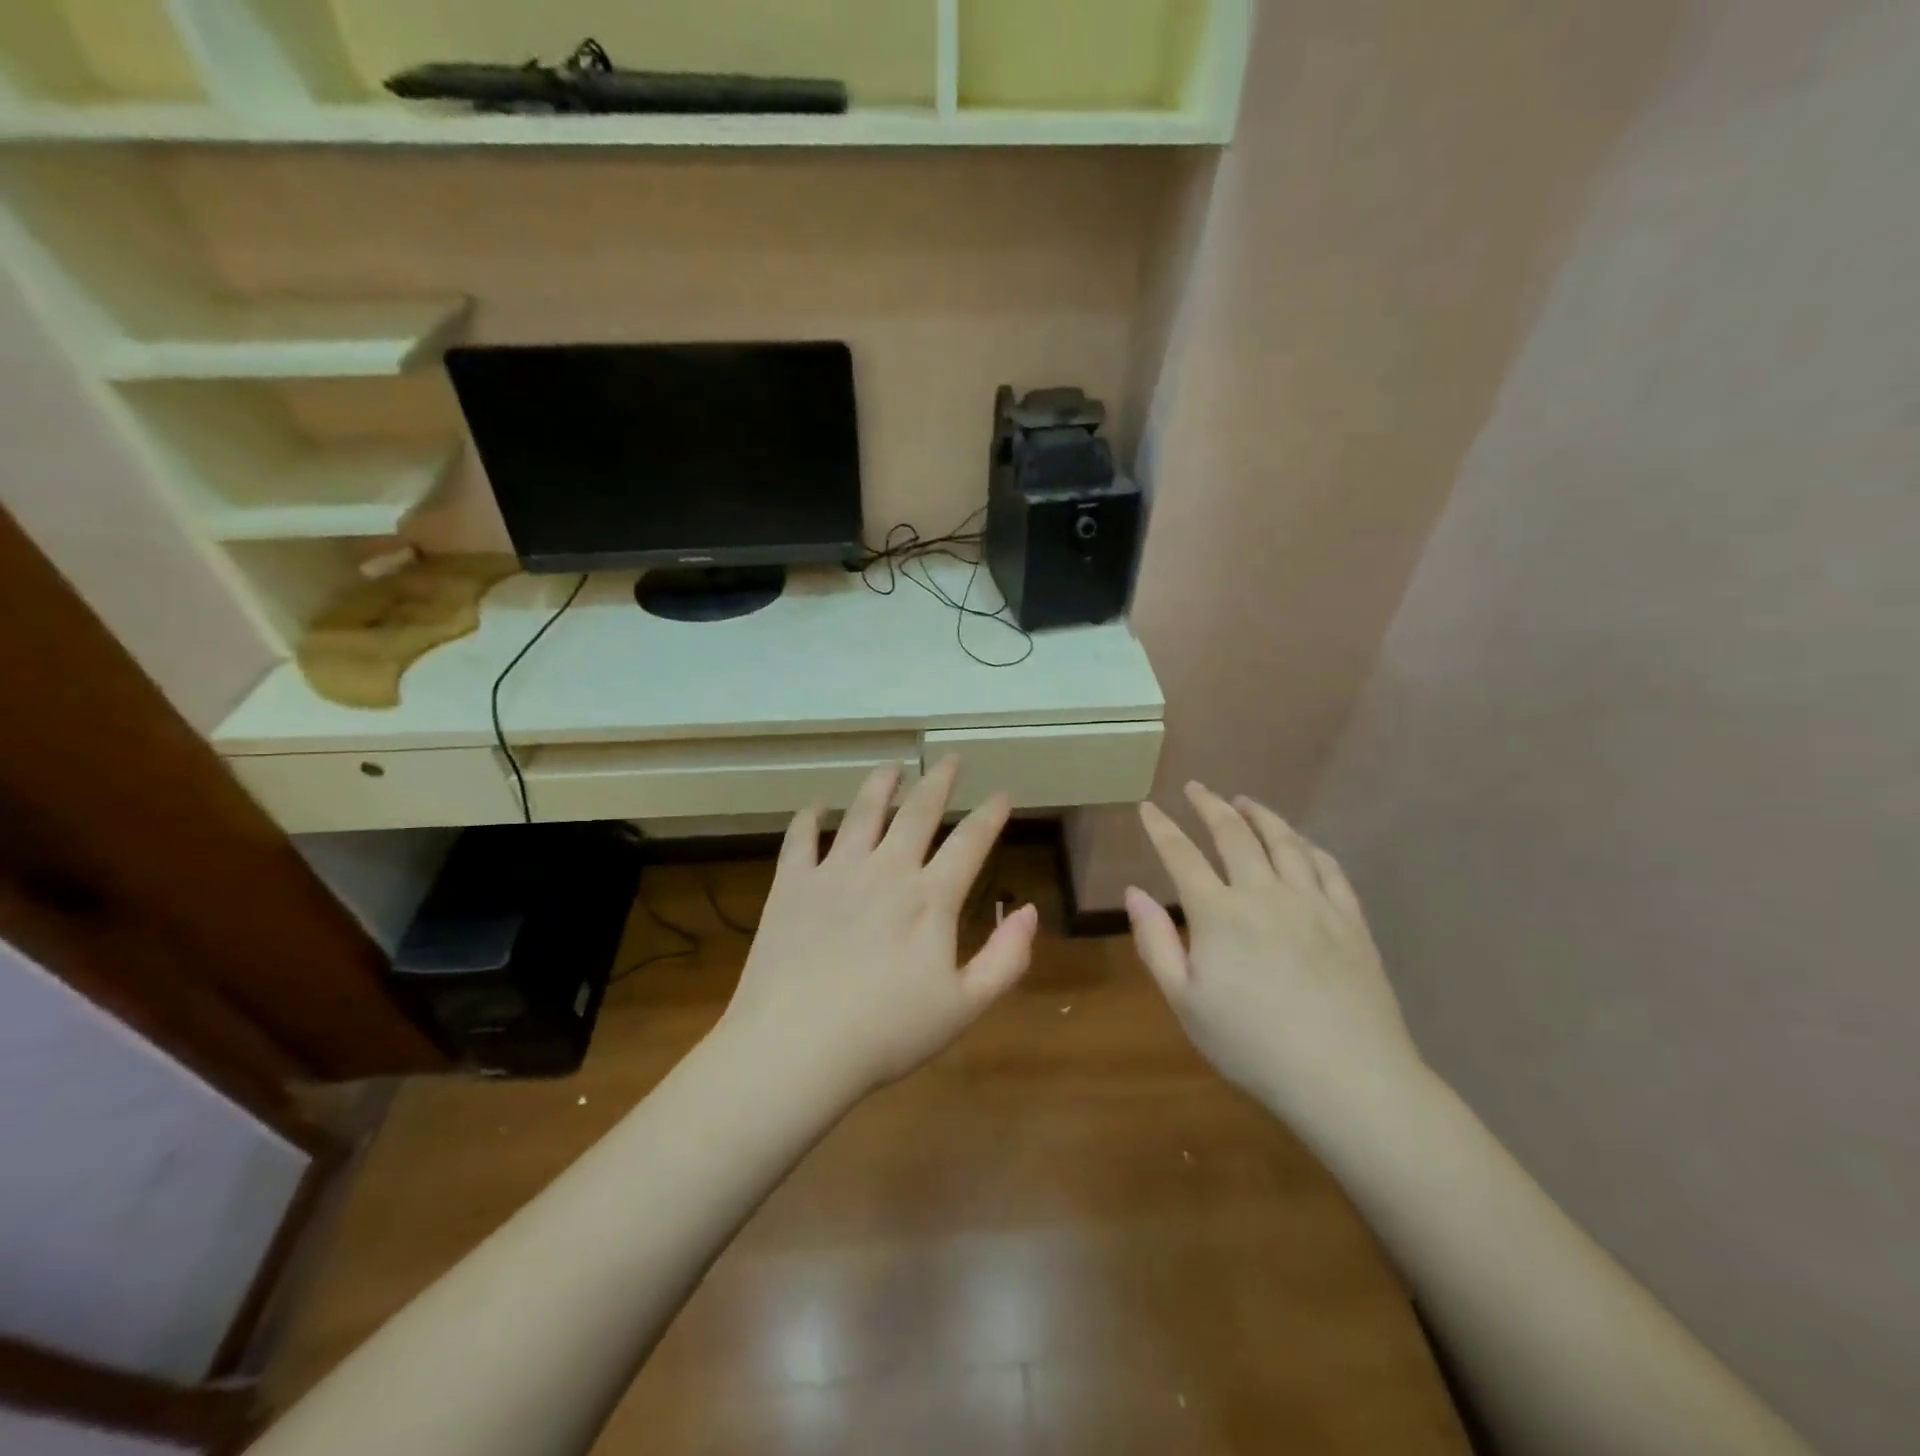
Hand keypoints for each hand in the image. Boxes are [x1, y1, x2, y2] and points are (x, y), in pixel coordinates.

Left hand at [717, 756, 1038, 1101]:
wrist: (795, 1048)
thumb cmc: (886, 1034)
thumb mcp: (963, 1007)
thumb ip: (1005, 959)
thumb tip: (1029, 911)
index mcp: (930, 898)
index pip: (970, 841)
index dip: (990, 814)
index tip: (1001, 793)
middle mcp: (886, 870)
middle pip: (918, 811)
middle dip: (939, 780)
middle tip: (950, 759)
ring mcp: (835, 872)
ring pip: (863, 812)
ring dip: (881, 784)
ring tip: (892, 766)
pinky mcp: (791, 884)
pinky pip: (800, 838)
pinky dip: (809, 818)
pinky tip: (816, 807)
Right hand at [1126, 783, 1423, 1131]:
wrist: (1347, 1078)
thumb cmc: (1252, 1045)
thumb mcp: (1185, 1002)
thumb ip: (1155, 942)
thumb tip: (1133, 892)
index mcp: (1218, 913)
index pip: (1181, 855)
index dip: (1161, 828)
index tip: (1147, 807)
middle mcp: (1264, 893)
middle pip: (1234, 834)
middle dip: (1210, 806)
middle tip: (1196, 788)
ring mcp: (1313, 903)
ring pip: (1284, 842)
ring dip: (1260, 815)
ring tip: (1245, 801)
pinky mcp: (1350, 920)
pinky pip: (1328, 868)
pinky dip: (1308, 846)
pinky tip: (1301, 842)